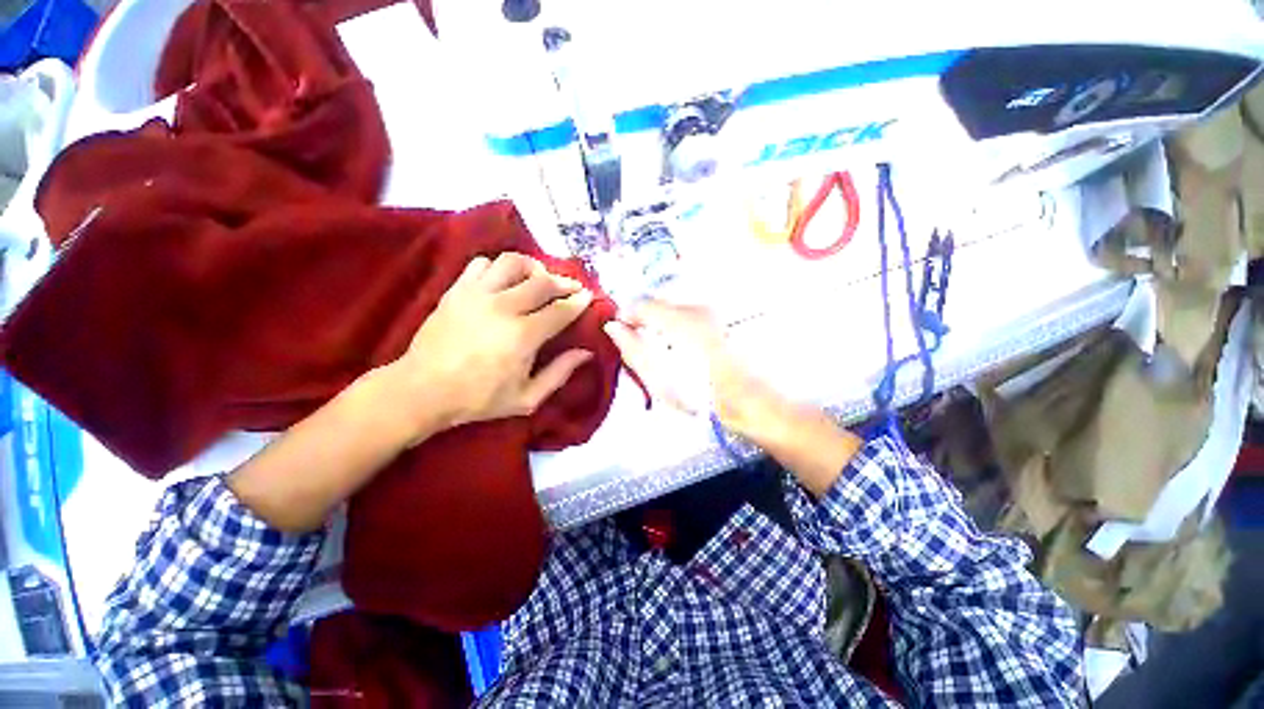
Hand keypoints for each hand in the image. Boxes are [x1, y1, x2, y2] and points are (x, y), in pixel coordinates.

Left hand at [389, 253, 594, 440]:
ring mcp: (477, 295)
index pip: (560, 310)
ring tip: (539, 277)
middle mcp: (503, 307)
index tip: (589, 297)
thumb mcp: (527, 398)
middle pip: (542, 282)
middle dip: (564, 281)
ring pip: (513, 263)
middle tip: (572, 287)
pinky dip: (499, 267)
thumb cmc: (479, 399)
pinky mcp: (457, 290)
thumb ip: (560, 373)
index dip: (578, 302)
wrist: (423, 390)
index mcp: (523, 336)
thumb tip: (586, 352)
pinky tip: (505, 281)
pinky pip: (482, 264)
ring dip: (533, 267)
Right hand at [604, 300, 861, 497]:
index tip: (622, 333)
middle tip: (644, 347)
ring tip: (667, 352)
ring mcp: (715, 311)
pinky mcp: (725, 319)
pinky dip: (681, 328)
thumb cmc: (704, 399)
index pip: (641, 304)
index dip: (626, 316)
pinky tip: (686, 350)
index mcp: (680, 320)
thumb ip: (633, 349)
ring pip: (677, 310)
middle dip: (646, 321)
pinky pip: (692, 316)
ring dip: (665, 325)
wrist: (754, 404)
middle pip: (660, 304)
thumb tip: (613, 326)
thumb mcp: (660, 380)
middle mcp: (699, 307)